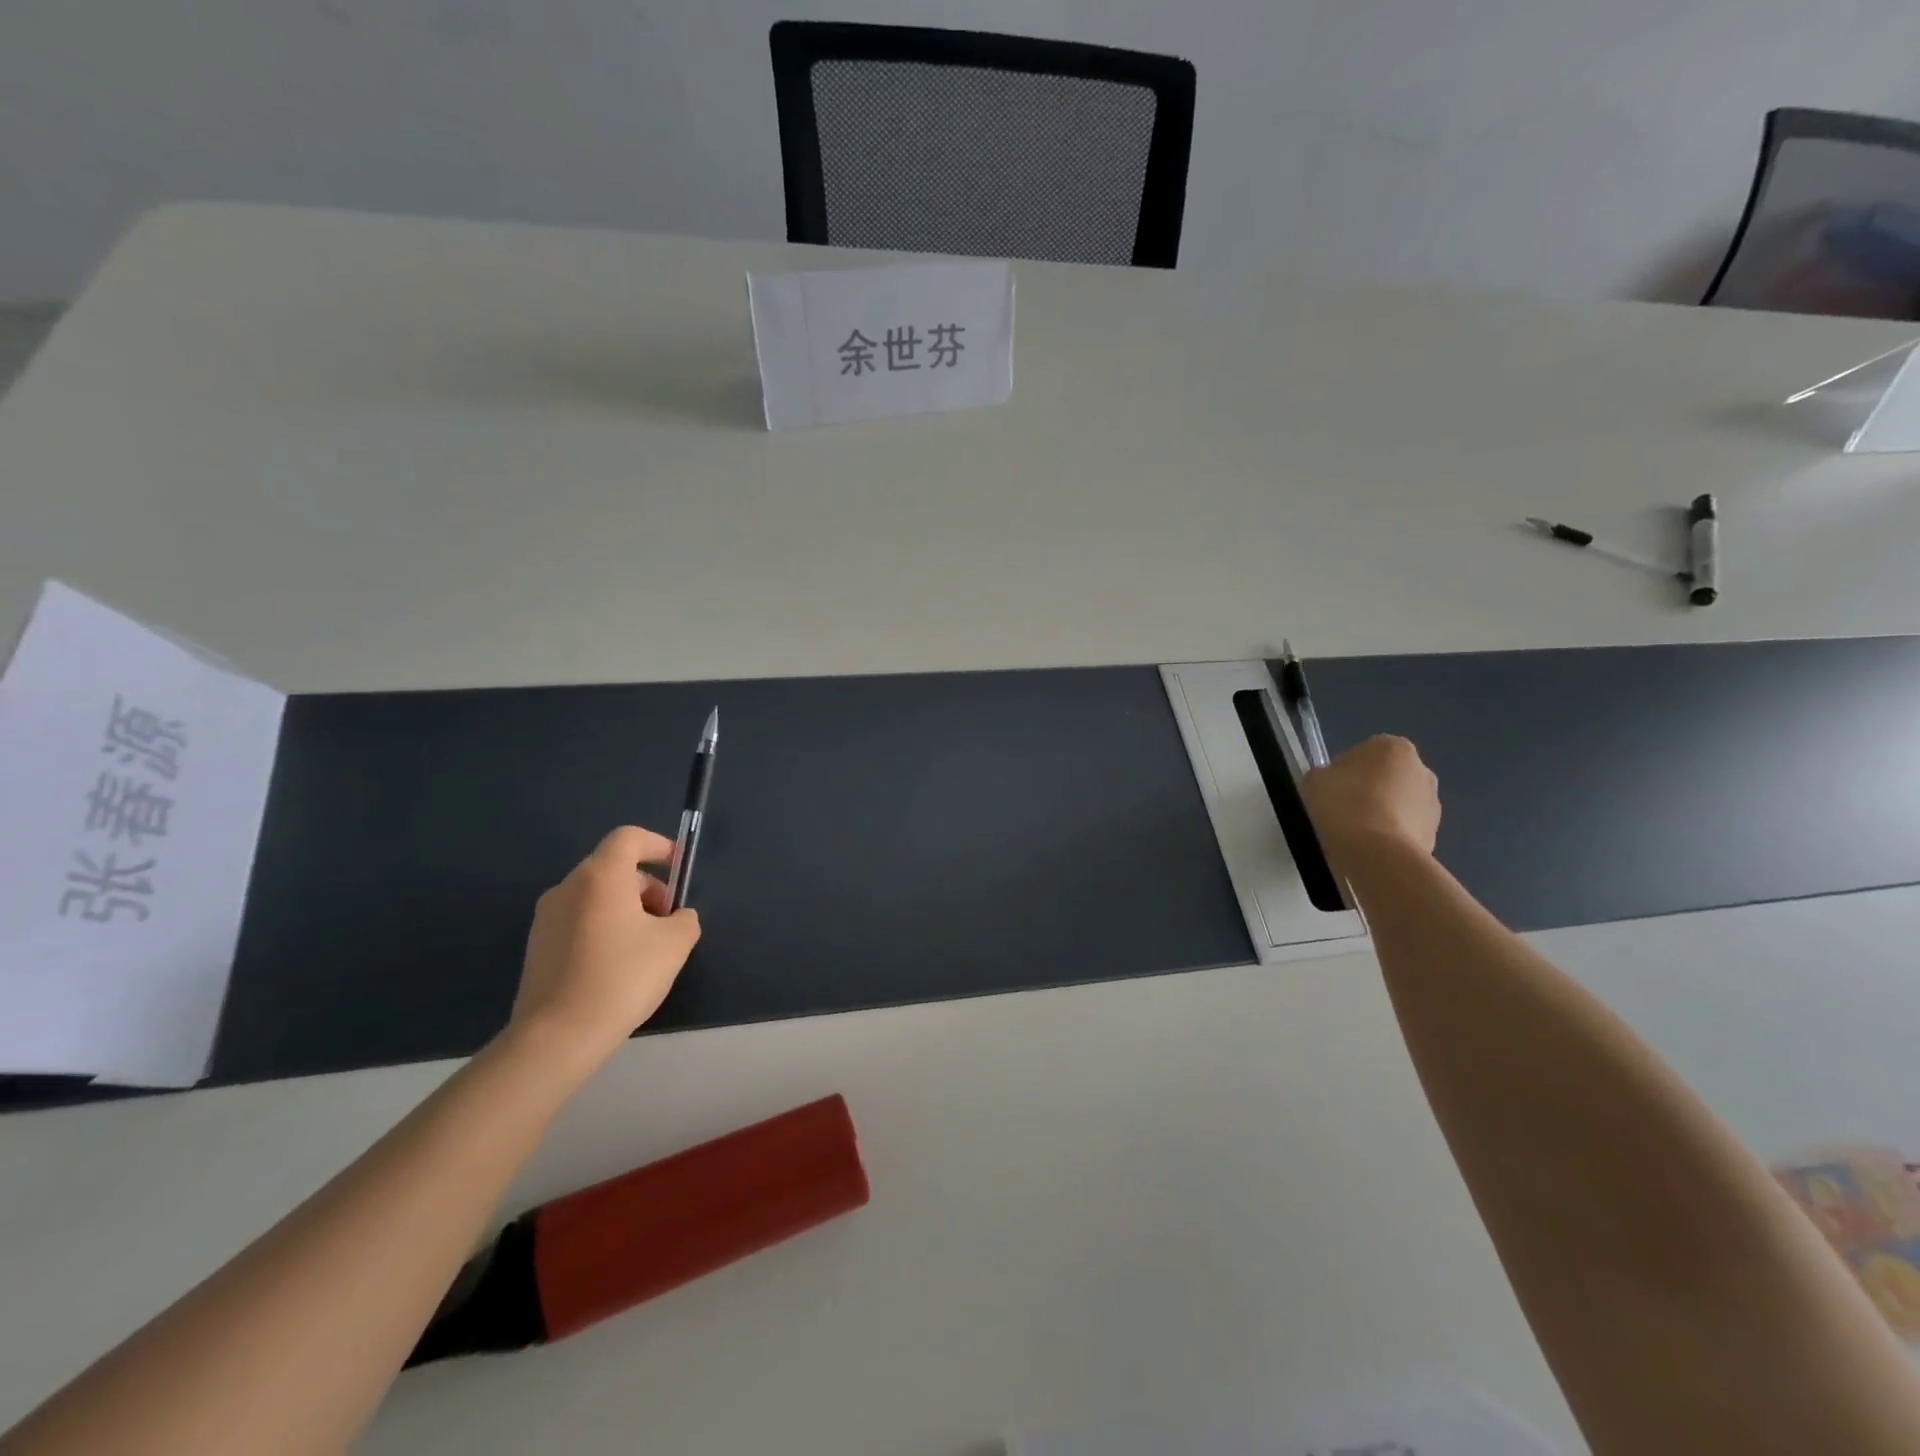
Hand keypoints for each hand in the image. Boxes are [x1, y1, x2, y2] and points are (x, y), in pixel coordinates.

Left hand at [508, 825, 701, 1070]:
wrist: (556, 1037)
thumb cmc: (622, 978)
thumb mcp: (675, 945)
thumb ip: (685, 919)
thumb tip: (676, 917)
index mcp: (601, 877)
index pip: (629, 838)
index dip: (659, 845)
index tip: (680, 870)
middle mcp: (568, 887)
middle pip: (614, 868)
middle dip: (648, 886)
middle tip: (668, 921)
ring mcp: (546, 917)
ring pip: (597, 895)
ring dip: (627, 908)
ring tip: (645, 947)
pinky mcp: (538, 945)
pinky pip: (580, 919)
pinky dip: (604, 927)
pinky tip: (617, 966)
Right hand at [1301, 735, 1440, 862]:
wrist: (1378, 855)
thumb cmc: (1345, 806)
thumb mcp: (1315, 780)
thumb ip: (1326, 774)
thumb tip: (1336, 783)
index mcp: (1393, 747)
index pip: (1362, 752)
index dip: (1342, 771)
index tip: (1330, 790)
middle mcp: (1422, 769)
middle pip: (1385, 776)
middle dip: (1367, 790)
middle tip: (1341, 810)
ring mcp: (1432, 804)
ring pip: (1397, 803)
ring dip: (1380, 813)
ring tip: (1355, 834)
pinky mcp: (1435, 834)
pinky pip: (1404, 829)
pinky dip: (1389, 835)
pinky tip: (1370, 848)